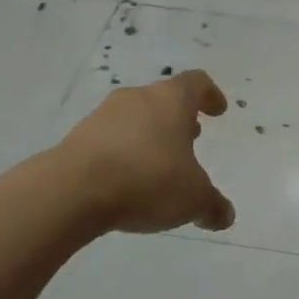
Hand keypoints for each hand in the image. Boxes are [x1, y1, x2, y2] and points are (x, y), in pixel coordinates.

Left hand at [60, 71, 236, 234]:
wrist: (73, 190)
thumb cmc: (147, 180)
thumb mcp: (193, 199)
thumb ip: (213, 205)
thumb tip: (225, 215)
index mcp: (171, 100)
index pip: (196, 83)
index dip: (210, 95)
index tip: (217, 110)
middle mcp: (138, 98)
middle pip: (164, 98)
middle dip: (179, 118)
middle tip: (192, 138)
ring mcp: (104, 114)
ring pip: (135, 117)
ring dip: (150, 134)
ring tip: (158, 163)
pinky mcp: (78, 136)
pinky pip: (110, 138)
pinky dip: (124, 151)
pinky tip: (127, 178)